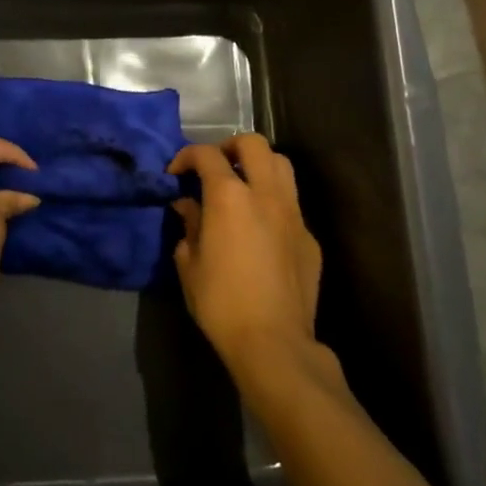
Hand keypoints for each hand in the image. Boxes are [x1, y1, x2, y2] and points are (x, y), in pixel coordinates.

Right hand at [169, 134, 322, 372]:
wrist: (273, 342)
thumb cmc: (221, 302)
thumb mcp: (189, 263)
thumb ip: (189, 226)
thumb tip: (187, 206)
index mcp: (229, 196)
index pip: (206, 155)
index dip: (186, 157)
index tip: (176, 173)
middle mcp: (265, 194)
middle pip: (253, 144)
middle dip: (229, 146)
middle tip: (215, 167)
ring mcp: (293, 214)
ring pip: (282, 165)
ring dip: (259, 165)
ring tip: (242, 185)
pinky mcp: (309, 237)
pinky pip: (291, 203)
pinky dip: (273, 200)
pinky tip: (261, 226)